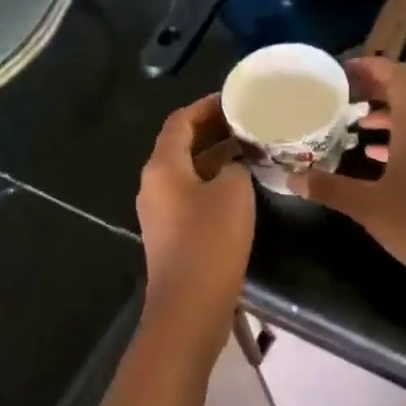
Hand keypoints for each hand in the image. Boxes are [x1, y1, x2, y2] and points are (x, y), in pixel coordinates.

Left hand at [136, 94, 255, 321]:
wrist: (190, 306)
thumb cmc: (210, 241)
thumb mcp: (233, 192)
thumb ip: (234, 166)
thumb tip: (230, 167)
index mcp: (162, 167)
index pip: (180, 122)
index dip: (206, 106)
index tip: (234, 99)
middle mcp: (154, 184)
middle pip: (181, 145)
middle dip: (213, 130)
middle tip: (248, 121)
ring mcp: (160, 211)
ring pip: (189, 171)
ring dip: (216, 157)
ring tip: (251, 148)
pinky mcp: (172, 233)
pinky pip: (192, 194)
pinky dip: (214, 182)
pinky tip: (242, 185)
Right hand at [290, 57, 405, 287]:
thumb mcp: (368, 206)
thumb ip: (329, 188)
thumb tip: (292, 179)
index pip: (398, 76)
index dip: (372, 67)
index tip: (342, 71)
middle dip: (374, 88)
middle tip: (341, 94)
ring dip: (384, 113)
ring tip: (352, 121)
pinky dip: (395, 138)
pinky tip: (372, 156)